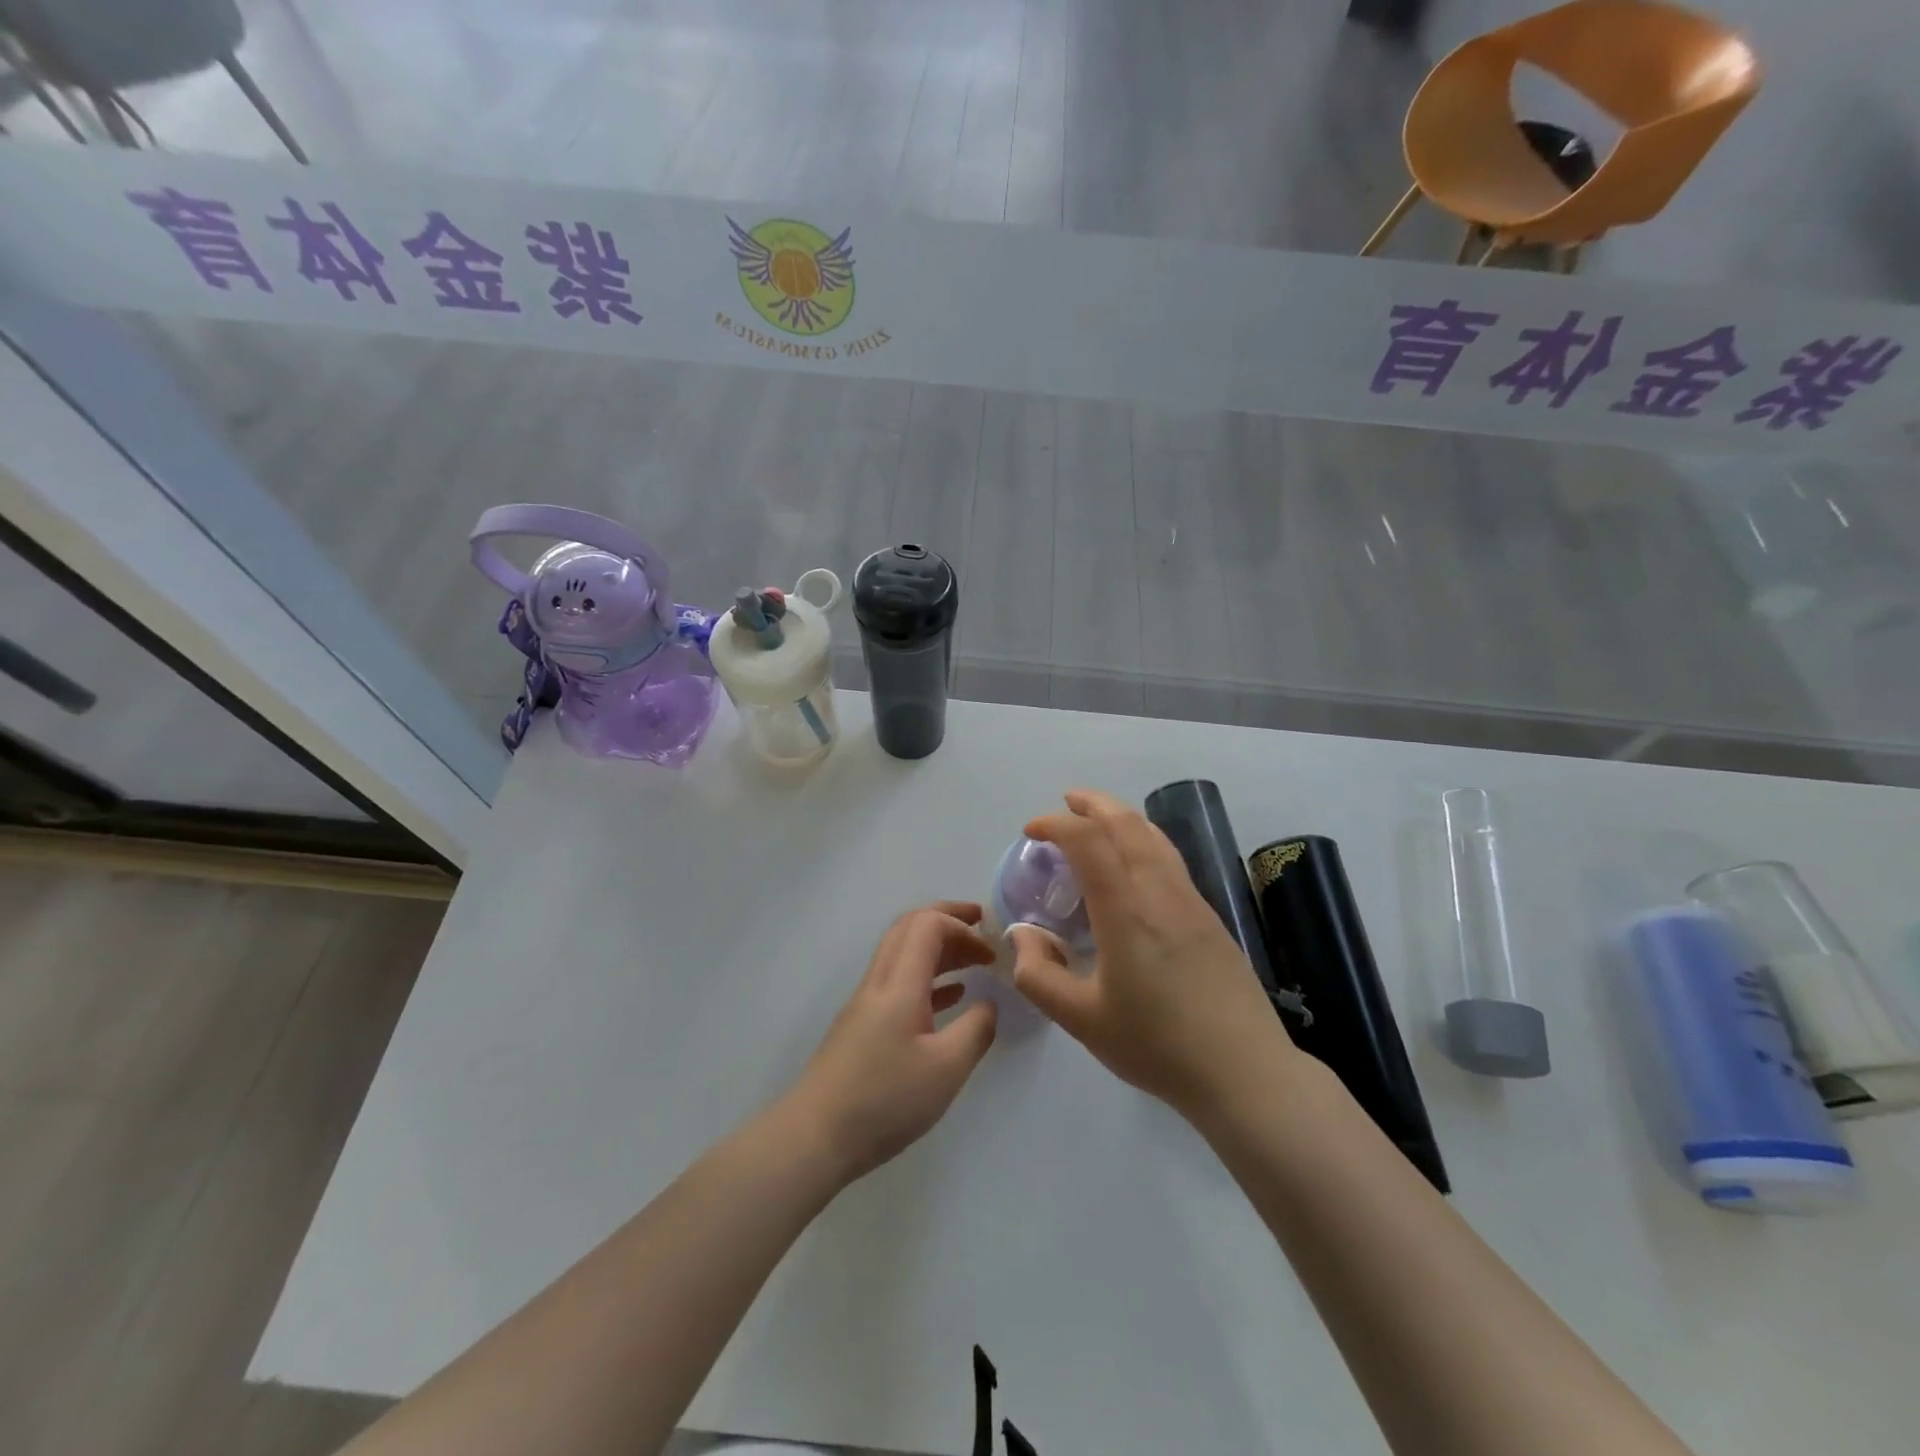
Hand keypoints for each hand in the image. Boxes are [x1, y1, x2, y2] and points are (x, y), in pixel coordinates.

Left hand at [786, 902, 999, 1183]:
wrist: (816, 1136)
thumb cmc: (885, 1099)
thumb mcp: (946, 1069)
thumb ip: (976, 1030)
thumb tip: (989, 1004)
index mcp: (900, 982)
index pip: (928, 924)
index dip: (962, 924)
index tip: (992, 948)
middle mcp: (880, 981)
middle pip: (911, 927)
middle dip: (948, 919)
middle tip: (983, 927)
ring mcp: (867, 1003)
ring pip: (904, 954)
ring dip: (939, 949)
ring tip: (974, 961)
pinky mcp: (863, 1025)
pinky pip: (900, 982)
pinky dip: (928, 977)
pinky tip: (951, 996)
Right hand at [1011, 790, 1295, 1115]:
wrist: (1245, 1073)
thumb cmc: (1157, 1046)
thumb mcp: (1082, 1021)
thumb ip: (1039, 976)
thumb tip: (1021, 936)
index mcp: (1126, 911)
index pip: (1088, 842)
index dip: (1056, 825)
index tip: (1032, 832)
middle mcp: (1160, 892)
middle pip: (1126, 823)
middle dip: (1092, 804)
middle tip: (1065, 803)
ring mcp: (1192, 901)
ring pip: (1154, 836)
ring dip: (1121, 817)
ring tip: (1097, 820)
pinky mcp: (1209, 916)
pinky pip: (1170, 858)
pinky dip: (1143, 840)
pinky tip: (1135, 863)